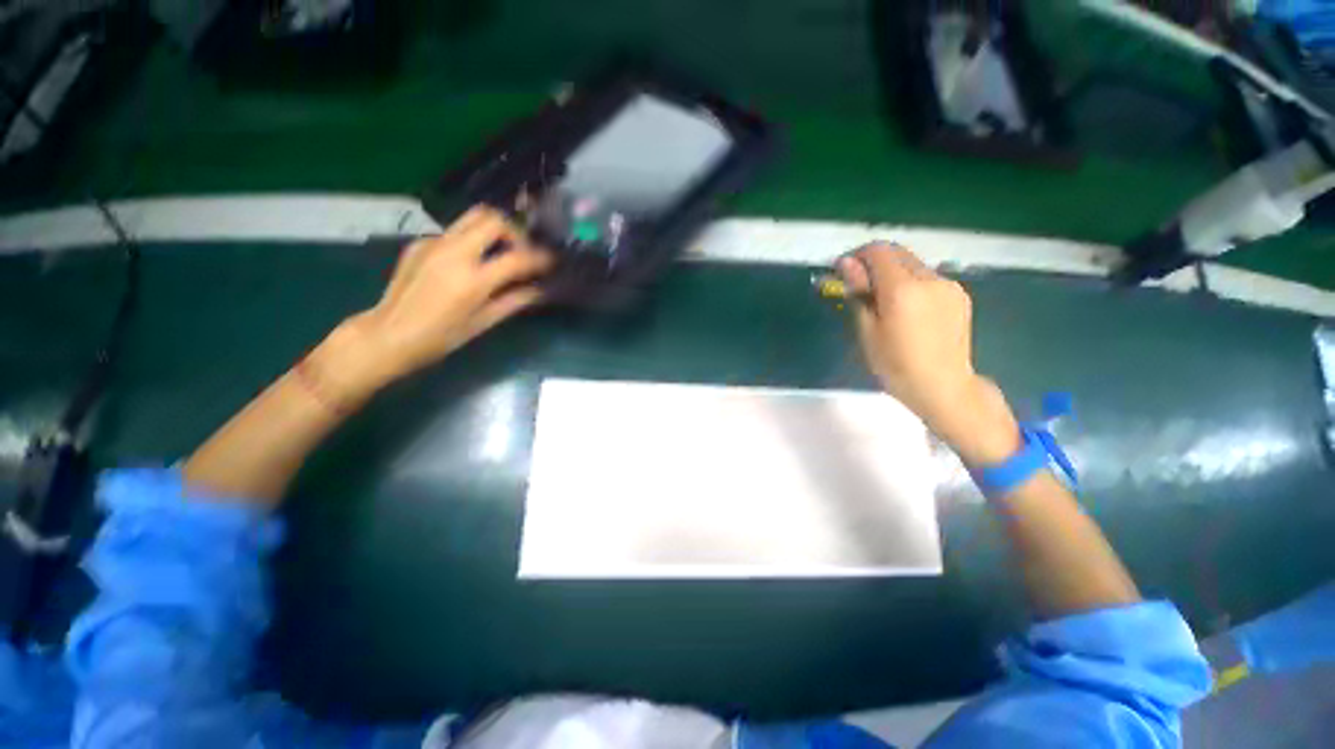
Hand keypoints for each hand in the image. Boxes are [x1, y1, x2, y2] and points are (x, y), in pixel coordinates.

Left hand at [322, 207, 554, 398]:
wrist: (388, 334)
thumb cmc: (441, 337)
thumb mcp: (484, 322)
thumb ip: (515, 300)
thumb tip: (541, 290)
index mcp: (472, 279)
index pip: (517, 258)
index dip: (540, 258)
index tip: (552, 261)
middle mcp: (453, 252)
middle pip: (492, 219)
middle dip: (514, 232)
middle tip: (521, 253)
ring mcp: (433, 243)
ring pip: (472, 218)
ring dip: (493, 231)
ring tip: (500, 254)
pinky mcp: (419, 242)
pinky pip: (454, 232)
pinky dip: (471, 241)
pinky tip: (470, 263)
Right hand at [838, 243, 1018, 464]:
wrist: (944, 387)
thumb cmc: (896, 365)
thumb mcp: (867, 330)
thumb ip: (859, 292)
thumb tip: (846, 264)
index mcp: (903, 289)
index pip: (878, 251)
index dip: (857, 256)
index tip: (843, 273)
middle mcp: (929, 278)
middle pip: (896, 253)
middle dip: (873, 263)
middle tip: (858, 287)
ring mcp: (948, 285)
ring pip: (913, 264)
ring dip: (892, 273)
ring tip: (882, 302)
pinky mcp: (959, 295)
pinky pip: (927, 277)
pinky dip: (910, 283)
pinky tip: (905, 309)